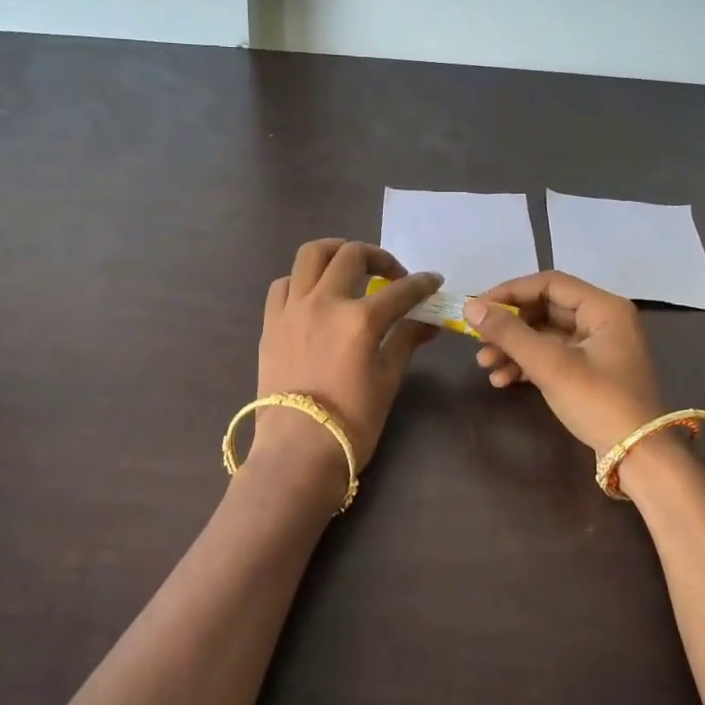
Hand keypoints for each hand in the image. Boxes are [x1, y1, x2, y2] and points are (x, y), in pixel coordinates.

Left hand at [252, 240, 440, 473]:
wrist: (297, 451)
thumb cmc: (352, 423)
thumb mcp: (387, 381)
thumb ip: (405, 342)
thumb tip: (428, 323)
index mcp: (360, 320)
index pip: (401, 290)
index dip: (422, 283)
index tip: (433, 282)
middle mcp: (324, 303)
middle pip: (352, 255)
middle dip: (380, 258)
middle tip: (392, 276)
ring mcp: (292, 309)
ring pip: (311, 255)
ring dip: (335, 252)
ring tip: (349, 267)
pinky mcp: (271, 322)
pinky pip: (284, 284)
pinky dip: (302, 280)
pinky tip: (314, 296)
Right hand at [465, 272, 664, 456]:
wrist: (638, 456)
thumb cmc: (598, 402)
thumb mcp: (550, 365)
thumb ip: (509, 333)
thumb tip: (470, 307)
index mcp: (604, 308)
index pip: (548, 283)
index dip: (509, 292)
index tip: (477, 308)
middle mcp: (602, 320)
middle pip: (544, 309)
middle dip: (509, 326)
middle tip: (478, 340)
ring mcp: (597, 346)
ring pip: (545, 334)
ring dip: (513, 347)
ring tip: (485, 364)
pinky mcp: (590, 370)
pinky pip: (552, 355)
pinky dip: (527, 364)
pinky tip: (503, 380)